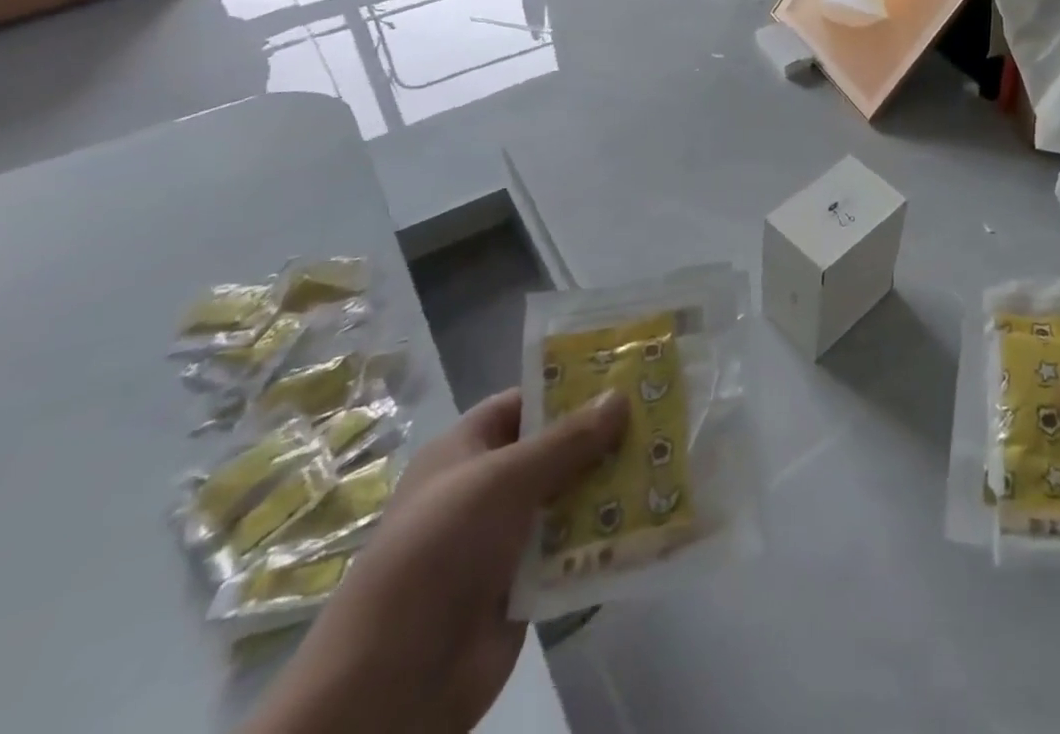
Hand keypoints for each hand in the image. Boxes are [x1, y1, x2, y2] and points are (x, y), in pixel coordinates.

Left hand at [244, 386, 628, 733]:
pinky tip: (651, 516)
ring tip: (668, 461)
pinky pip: (573, 545)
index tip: (627, 374)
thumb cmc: (440, 552)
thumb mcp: (504, 480)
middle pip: (556, 447)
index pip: (526, 400)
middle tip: (662, 416)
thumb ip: (568, 439)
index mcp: (466, 449)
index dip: (572, 386)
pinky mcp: (525, 581)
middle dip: (604, 435)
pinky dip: (605, 532)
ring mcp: (506, 536)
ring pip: (571, 495)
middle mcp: (487, 486)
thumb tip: (621, 396)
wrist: (392, 683)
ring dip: (612, 484)